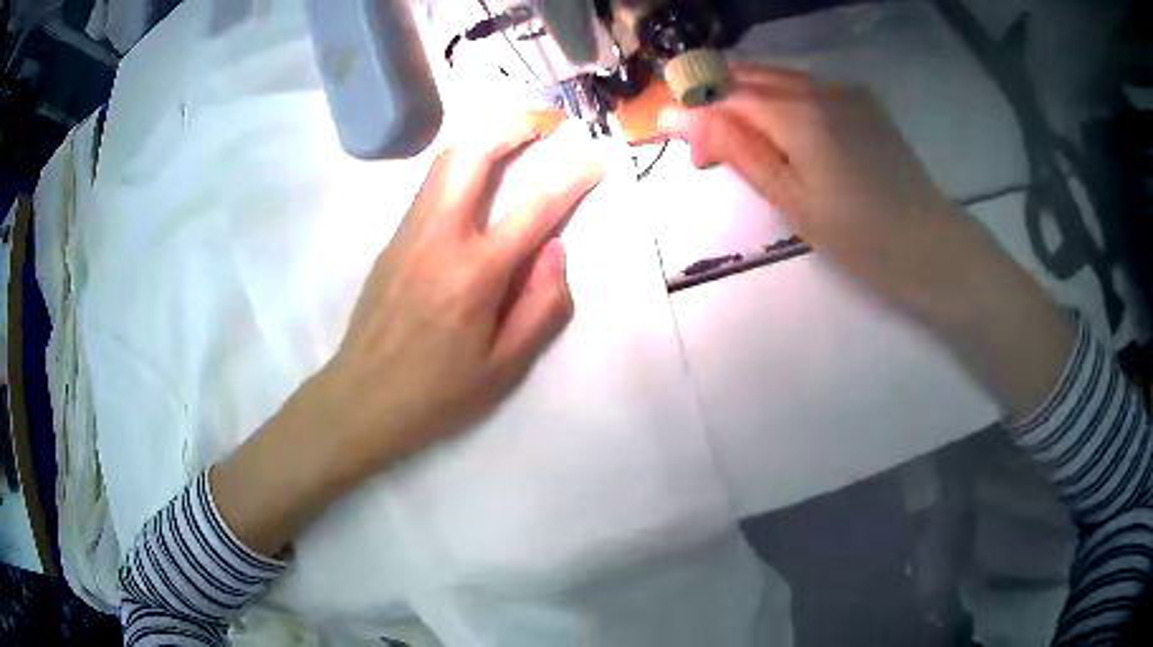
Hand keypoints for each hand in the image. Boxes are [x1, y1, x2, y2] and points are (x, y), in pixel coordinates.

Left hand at [211, 115, 602, 556]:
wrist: (361, 398)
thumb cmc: (437, 392)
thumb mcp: (503, 367)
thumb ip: (540, 307)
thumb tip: (556, 250)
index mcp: (474, 274)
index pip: (534, 210)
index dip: (571, 177)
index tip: (594, 156)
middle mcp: (439, 239)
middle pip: (470, 157)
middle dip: (509, 127)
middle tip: (540, 121)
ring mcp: (408, 234)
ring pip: (443, 164)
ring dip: (480, 138)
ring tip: (511, 134)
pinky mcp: (391, 241)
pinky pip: (428, 188)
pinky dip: (457, 165)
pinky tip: (474, 175)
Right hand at [658, 63, 966, 309]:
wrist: (930, 245)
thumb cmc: (860, 237)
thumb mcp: (791, 200)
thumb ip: (737, 149)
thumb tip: (679, 117)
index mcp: (798, 113)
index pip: (726, 93)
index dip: (700, 116)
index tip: (696, 156)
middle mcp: (819, 88)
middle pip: (750, 76)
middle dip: (722, 104)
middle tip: (716, 152)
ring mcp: (845, 91)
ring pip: (779, 78)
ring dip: (752, 103)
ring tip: (751, 146)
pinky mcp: (863, 102)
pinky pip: (809, 87)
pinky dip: (785, 102)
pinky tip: (791, 137)